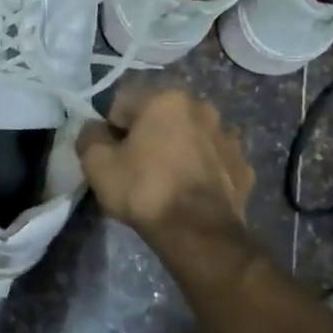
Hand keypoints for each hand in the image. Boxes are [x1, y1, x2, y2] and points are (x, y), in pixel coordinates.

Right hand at [76, 84, 256, 256]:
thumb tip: (94, 129)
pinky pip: (213, 160)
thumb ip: (89, 137)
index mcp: (166, 99)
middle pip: (160, 117)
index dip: (110, 130)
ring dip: (177, 149)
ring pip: (190, 136)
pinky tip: (191, 192)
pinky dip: (201, 170)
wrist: (199, 233)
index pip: (123, 104)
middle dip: (147, 135)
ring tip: (166, 182)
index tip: (110, 156)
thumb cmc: (144, 191)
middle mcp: (202, 108)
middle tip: (136, 168)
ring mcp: (228, 137)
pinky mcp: (243, 165)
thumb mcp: (97, 164)